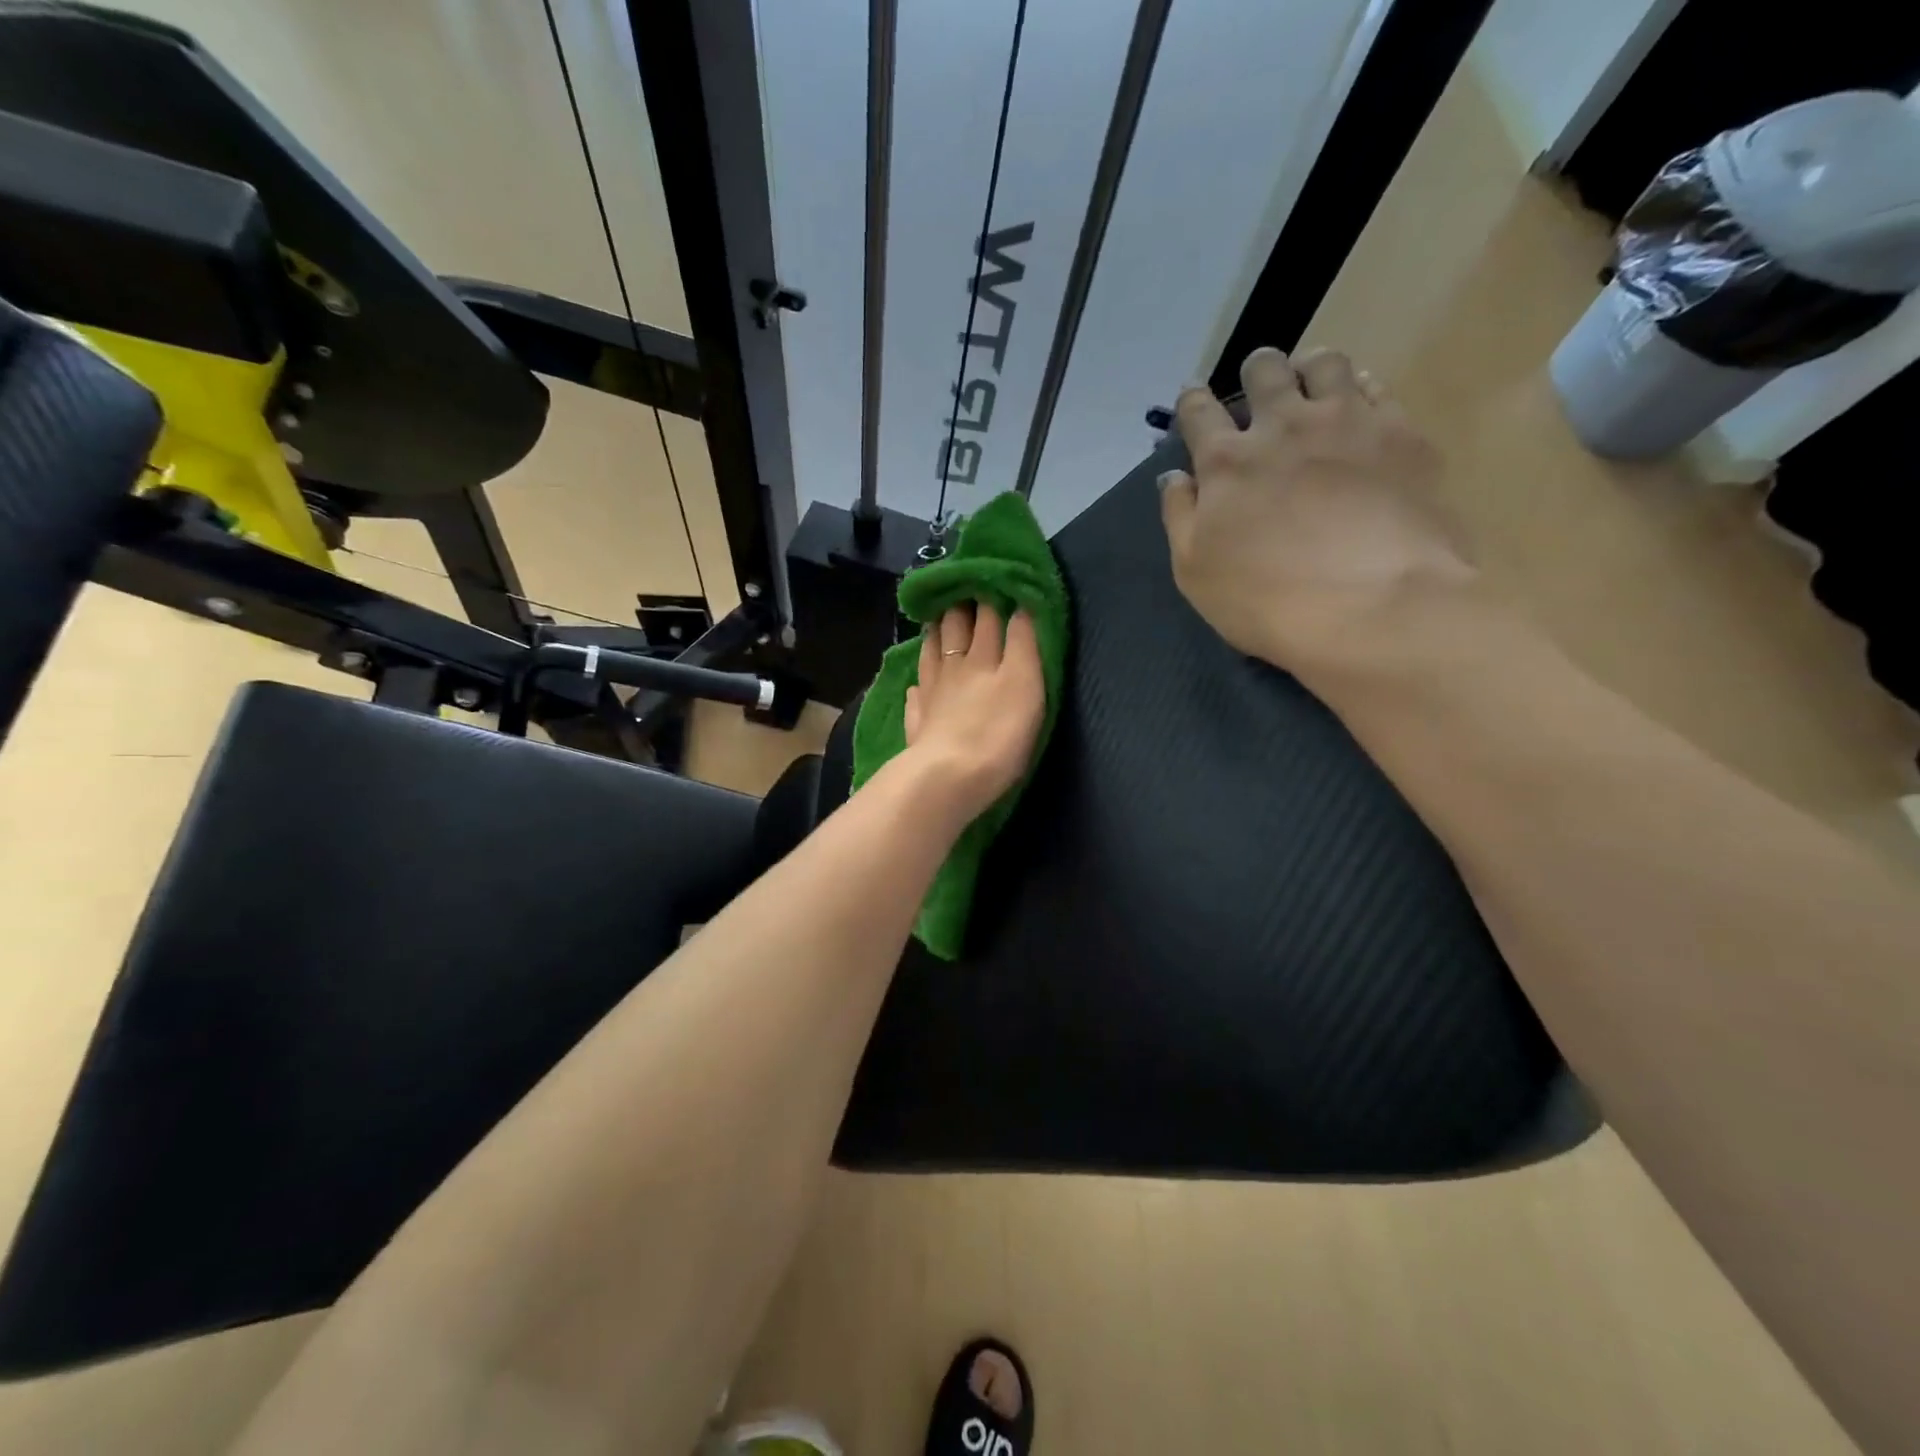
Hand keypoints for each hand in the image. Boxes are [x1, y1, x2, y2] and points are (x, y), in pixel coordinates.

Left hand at [902, 602, 1044, 824]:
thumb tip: (1022, 605)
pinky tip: (915, 687)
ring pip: (932, 656)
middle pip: (956, 630)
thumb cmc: (999, 732)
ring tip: (936, 622)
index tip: (994, 576)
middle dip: (961, 606)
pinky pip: (916, 698)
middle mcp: (956, 669)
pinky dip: (917, 687)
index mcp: (985, 657)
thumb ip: (1024, 643)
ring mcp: (932, 696)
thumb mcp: (1026, 682)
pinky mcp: (919, 724)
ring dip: (935, 635)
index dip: (992, 595)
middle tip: (961, 589)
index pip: (989, 618)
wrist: (950, 777)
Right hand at [1158, 347, 1472, 670]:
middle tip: (1258, 392)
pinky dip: (1360, 388)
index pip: (1198, 412)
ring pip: (1324, 363)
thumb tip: (1174, 477)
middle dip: (1255, 374)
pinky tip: (1357, 406)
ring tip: (1310, 387)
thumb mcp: (1195, 572)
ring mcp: (1347, 423)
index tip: (1193, 401)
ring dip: (1308, 369)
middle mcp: (1283, 426)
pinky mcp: (1401, 433)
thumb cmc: (1267, 600)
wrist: (1375, 607)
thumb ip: (1179, 517)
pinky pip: (1377, 386)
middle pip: (1264, 371)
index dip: (1192, 402)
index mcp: (1226, 462)